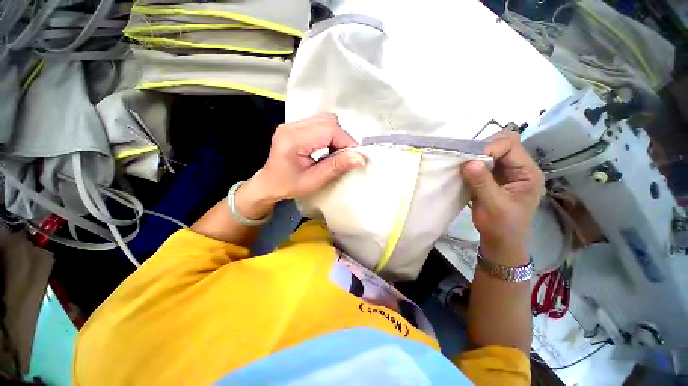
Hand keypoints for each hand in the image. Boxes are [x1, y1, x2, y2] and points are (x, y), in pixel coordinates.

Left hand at [238, 113, 365, 217]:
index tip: (355, 157)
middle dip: (342, 138)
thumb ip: (335, 167)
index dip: (346, 141)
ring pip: (325, 120)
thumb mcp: (314, 181)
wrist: (268, 183)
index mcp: (293, 139)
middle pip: (328, 121)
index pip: (329, 129)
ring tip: (335, 153)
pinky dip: (329, 134)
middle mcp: (291, 126)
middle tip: (344, 157)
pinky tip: (327, 148)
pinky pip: (319, 123)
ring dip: (336, 136)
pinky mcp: (295, 126)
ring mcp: (292, 124)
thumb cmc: (289, 186)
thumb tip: (359, 158)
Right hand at [460, 130, 543, 263]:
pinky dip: (472, 163)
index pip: (510, 145)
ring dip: (475, 155)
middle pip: (502, 143)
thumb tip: (469, 162)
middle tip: (465, 159)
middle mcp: (518, 167)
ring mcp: (506, 172)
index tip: (470, 160)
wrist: (500, 241)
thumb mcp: (493, 205)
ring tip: (462, 164)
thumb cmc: (502, 226)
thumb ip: (482, 183)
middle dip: (482, 148)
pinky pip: (483, 162)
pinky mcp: (493, 177)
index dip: (490, 148)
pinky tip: (463, 170)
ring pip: (491, 151)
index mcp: (527, 172)